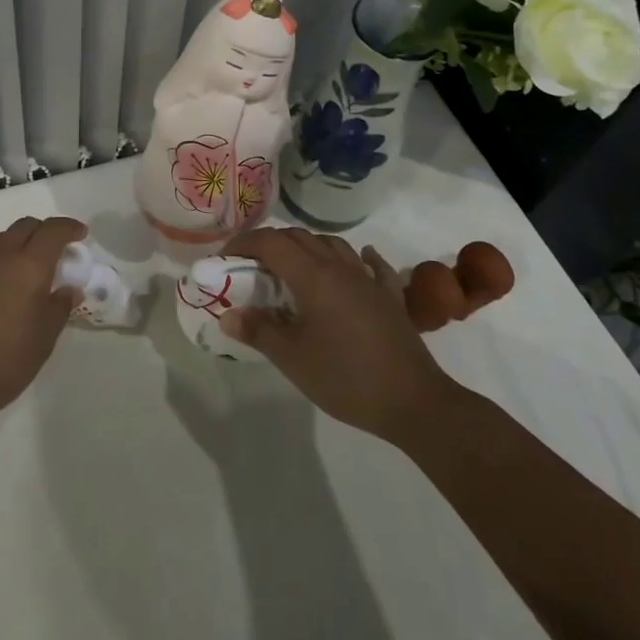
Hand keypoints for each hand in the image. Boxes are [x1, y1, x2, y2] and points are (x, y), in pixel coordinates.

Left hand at [0, 216, 86, 420]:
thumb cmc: (5, 359)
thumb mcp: (44, 337)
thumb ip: (59, 307)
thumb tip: (69, 289)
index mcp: (28, 265)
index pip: (52, 230)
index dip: (69, 228)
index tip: (80, 234)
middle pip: (25, 226)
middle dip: (43, 232)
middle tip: (55, 252)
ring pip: (0, 240)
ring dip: (18, 245)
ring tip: (25, 271)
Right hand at [219, 228, 456, 444]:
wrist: (414, 402)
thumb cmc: (346, 378)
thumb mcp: (293, 359)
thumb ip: (258, 332)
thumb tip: (228, 315)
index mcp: (313, 276)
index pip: (270, 242)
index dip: (244, 244)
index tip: (225, 260)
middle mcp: (339, 267)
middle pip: (299, 237)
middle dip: (269, 244)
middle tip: (251, 268)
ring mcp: (368, 279)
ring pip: (332, 245)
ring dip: (306, 247)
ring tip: (291, 269)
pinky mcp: (389, 297)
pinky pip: (371, 265)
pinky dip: (356, 258)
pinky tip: (356, 263)